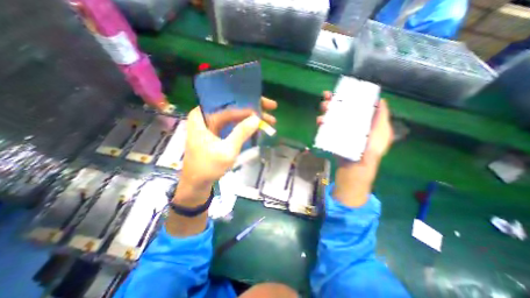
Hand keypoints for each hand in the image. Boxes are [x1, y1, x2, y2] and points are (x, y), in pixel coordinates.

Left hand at [175, 98, 278, 204]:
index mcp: (202, 116)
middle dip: (253, 110)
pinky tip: (257, 128)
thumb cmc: (208, 167)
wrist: (196, 183)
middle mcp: (206, 116)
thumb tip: (257, 118)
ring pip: (235, 116)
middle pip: (233, 108)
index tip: (267, 106)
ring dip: (251, 118)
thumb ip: (241, 133)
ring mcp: (212, 124)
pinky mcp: (216, 132)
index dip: (250, 105)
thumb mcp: (227, 150)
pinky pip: (233, 125)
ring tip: (268, 120)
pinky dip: (245, 126)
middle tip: (271, 107)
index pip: (230, 106)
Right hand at [314, 91, 392, 206]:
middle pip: (341, 109)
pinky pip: (325, 127)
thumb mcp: (382, 132)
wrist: (355, 166)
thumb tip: (381, 100)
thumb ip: (382, 117)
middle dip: (333, 101)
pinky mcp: (332, 136)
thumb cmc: (371, 149)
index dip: (349, 96)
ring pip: (331, 116)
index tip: (343, 90)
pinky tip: (319, 120)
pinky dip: (321, 122)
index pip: (355, 105)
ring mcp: (340, 130)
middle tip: (326, 97)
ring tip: (323, 107)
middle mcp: (351, 123)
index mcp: (362, 121)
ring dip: (326, 110)